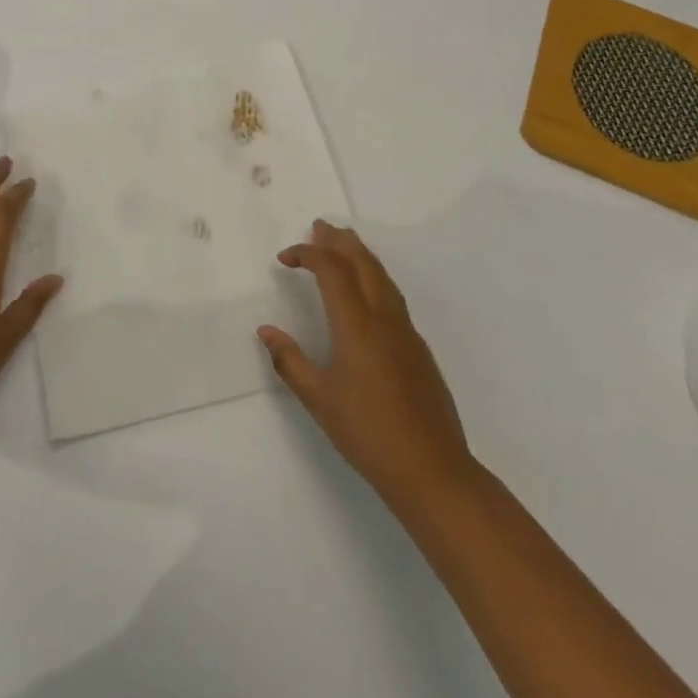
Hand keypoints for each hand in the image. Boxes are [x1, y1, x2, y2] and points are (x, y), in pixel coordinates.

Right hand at [258, 220, 474, 513]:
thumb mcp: (318, 399)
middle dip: (339, 241)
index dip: (307, 254)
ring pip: (382, 276)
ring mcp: (406, 331)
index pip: (331, 269)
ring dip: (360, 254)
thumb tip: (266, 331)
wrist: (432, 470)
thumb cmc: (367, 432)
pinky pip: (392, 295)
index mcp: (356, 323)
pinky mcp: (418, 348)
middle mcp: (383, 317)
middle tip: (319, 227)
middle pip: (362, 262)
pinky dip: (374, 276)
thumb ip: (290, 361)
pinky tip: (367, 291)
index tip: (285, 258)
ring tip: (343, 245)